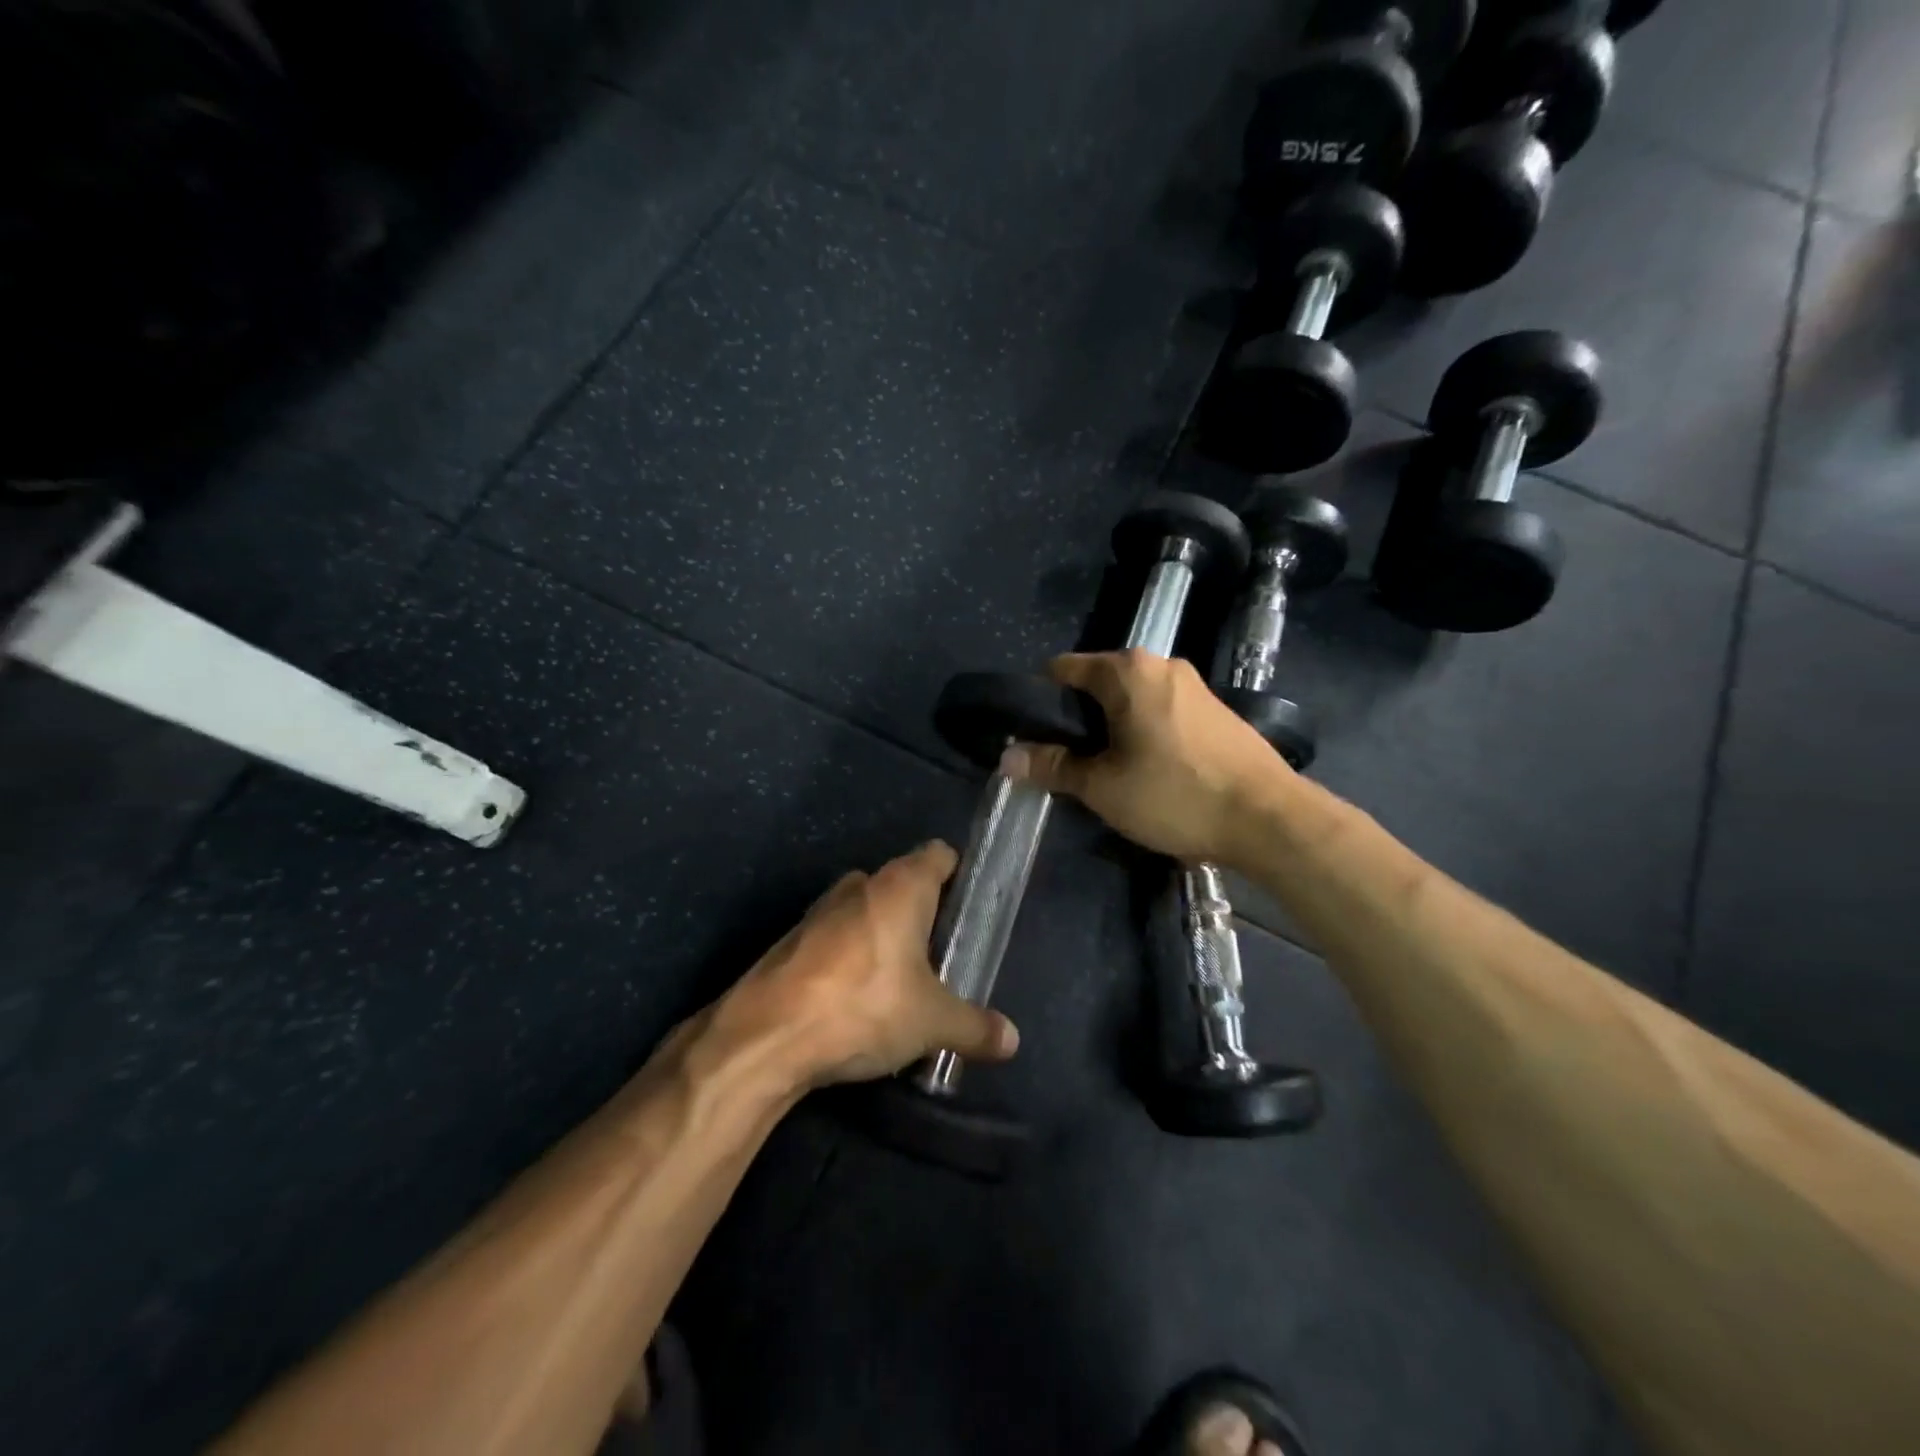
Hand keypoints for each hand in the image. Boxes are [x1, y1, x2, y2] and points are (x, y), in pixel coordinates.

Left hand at [718, 842, 1019, 1088]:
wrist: (765, 1037)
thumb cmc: (863, 1007)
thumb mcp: (931, 1022)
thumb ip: (975, 1026)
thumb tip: (1012, 1040)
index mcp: (900, 887)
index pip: (939, 855)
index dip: (959, 875)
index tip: (971, 911)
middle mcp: (860, 885)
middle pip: (904, 884)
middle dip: (924, 915)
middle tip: (944, 959)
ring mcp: (820, 910)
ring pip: (867, 911)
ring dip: (885, 937)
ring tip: (902, 984)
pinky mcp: (792, 940)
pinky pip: (837, 937)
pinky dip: (852, 957)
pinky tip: (857, 1001)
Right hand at [1007, 650, 1290, 865]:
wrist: (1269, 819)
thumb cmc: (1175, 795)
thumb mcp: (1102, 787)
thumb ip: (1053, 767)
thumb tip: (1007, 758)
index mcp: (1127, 671)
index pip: (1063, 669)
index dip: (1041, 702)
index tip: (1035, 738)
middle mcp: (1161, 665)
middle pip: (1099, 683)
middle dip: (1078, 719)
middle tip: (1070, 763)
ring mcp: (1194, 685)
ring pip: (1132, 699)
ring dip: (1112, 728)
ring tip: (1108, 772)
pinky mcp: (1216, 710)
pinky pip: (1162, 711)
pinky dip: (1144, 732)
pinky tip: (1151, 771)